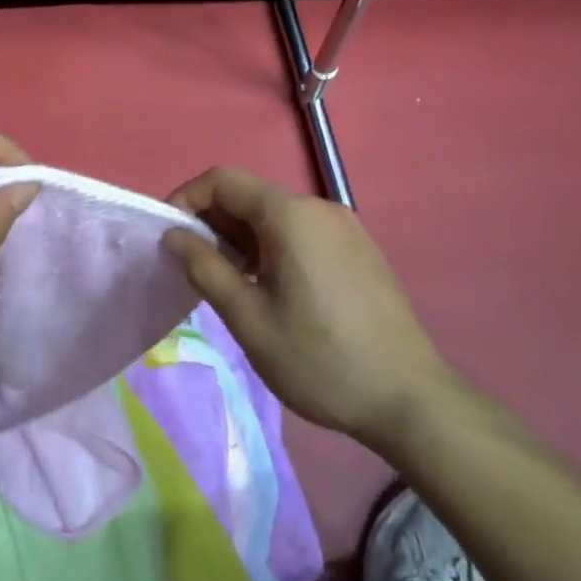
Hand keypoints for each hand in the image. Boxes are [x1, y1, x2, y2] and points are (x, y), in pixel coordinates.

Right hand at [161, 168, 452, 445]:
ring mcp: (344, 226)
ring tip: (229, 282)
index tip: (169, 238)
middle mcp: (319, 207)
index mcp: (290, 215)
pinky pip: (301, 231)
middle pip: (250, 194)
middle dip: (213, 221)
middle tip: (194, 267)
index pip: (222, 180)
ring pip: (275, 214)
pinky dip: (271, 245)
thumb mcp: (249, 319)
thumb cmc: (320, 360)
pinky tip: (270, 288)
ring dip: (241, 236)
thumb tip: (173, 236)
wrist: (410, 400)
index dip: (186, 199)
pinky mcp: (358, 248)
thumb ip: (205, 268)